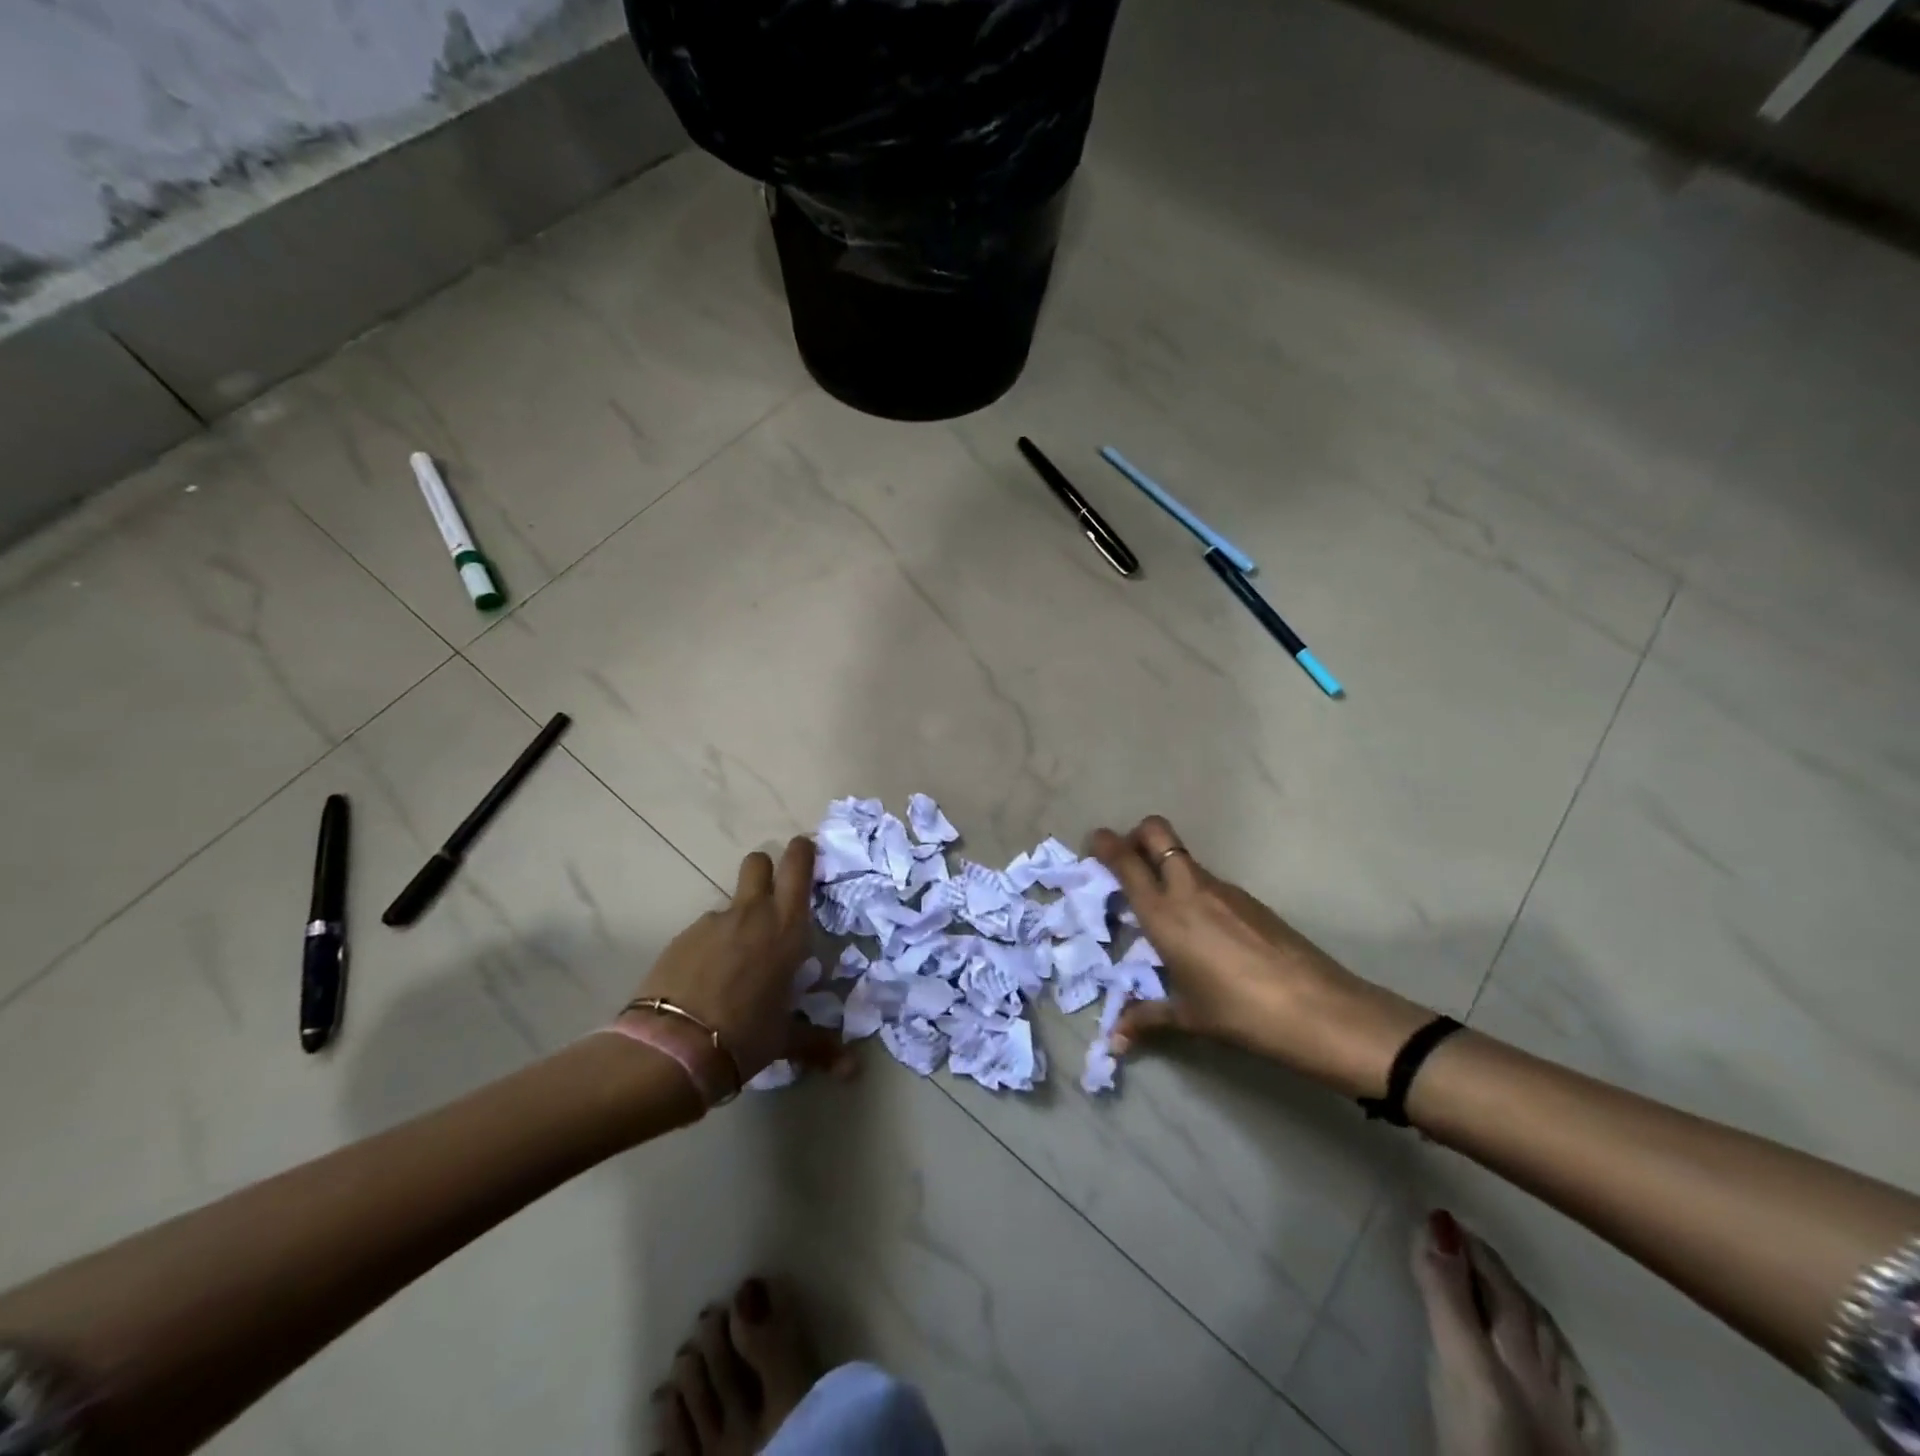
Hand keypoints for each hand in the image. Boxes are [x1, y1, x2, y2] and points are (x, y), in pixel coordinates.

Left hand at [630, 837, 847, 1087]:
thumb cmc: (744, 1036)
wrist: (672, 1049)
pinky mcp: (682, 938)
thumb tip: (854, 1072)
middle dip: (768, 870)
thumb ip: (819, 1046)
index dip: (803, 852)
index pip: (798, 865)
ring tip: (737, 963)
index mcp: (786, 928)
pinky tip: (708, 980)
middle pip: (759, 862)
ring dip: (739, 920)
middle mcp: (752, 914)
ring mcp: (712, 922)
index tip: (808, 854)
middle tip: (774, 899)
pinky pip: (706, 931)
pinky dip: (712, 945)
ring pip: (732, 903)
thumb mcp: (785, 1039)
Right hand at [1090, 816, 1430, 1096]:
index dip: (1106, 844)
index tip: (1096, 842)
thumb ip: (1146, 1019)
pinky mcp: (1250, 899)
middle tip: (1128, 863)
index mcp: (1164, 913)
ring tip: (1165, 909)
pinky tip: (1204, 930)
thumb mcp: (1188, 1016)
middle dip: (1136, 836)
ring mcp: (1224, 889)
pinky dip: (1194, 889)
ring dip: (1166, 866)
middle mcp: (1189, 889)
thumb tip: (1114, 1043)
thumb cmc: (1240, 1012)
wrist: (1320, 1010)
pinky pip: (1210, 881)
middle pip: (1157, 832)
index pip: (1127, 862)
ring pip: (1184, 858)